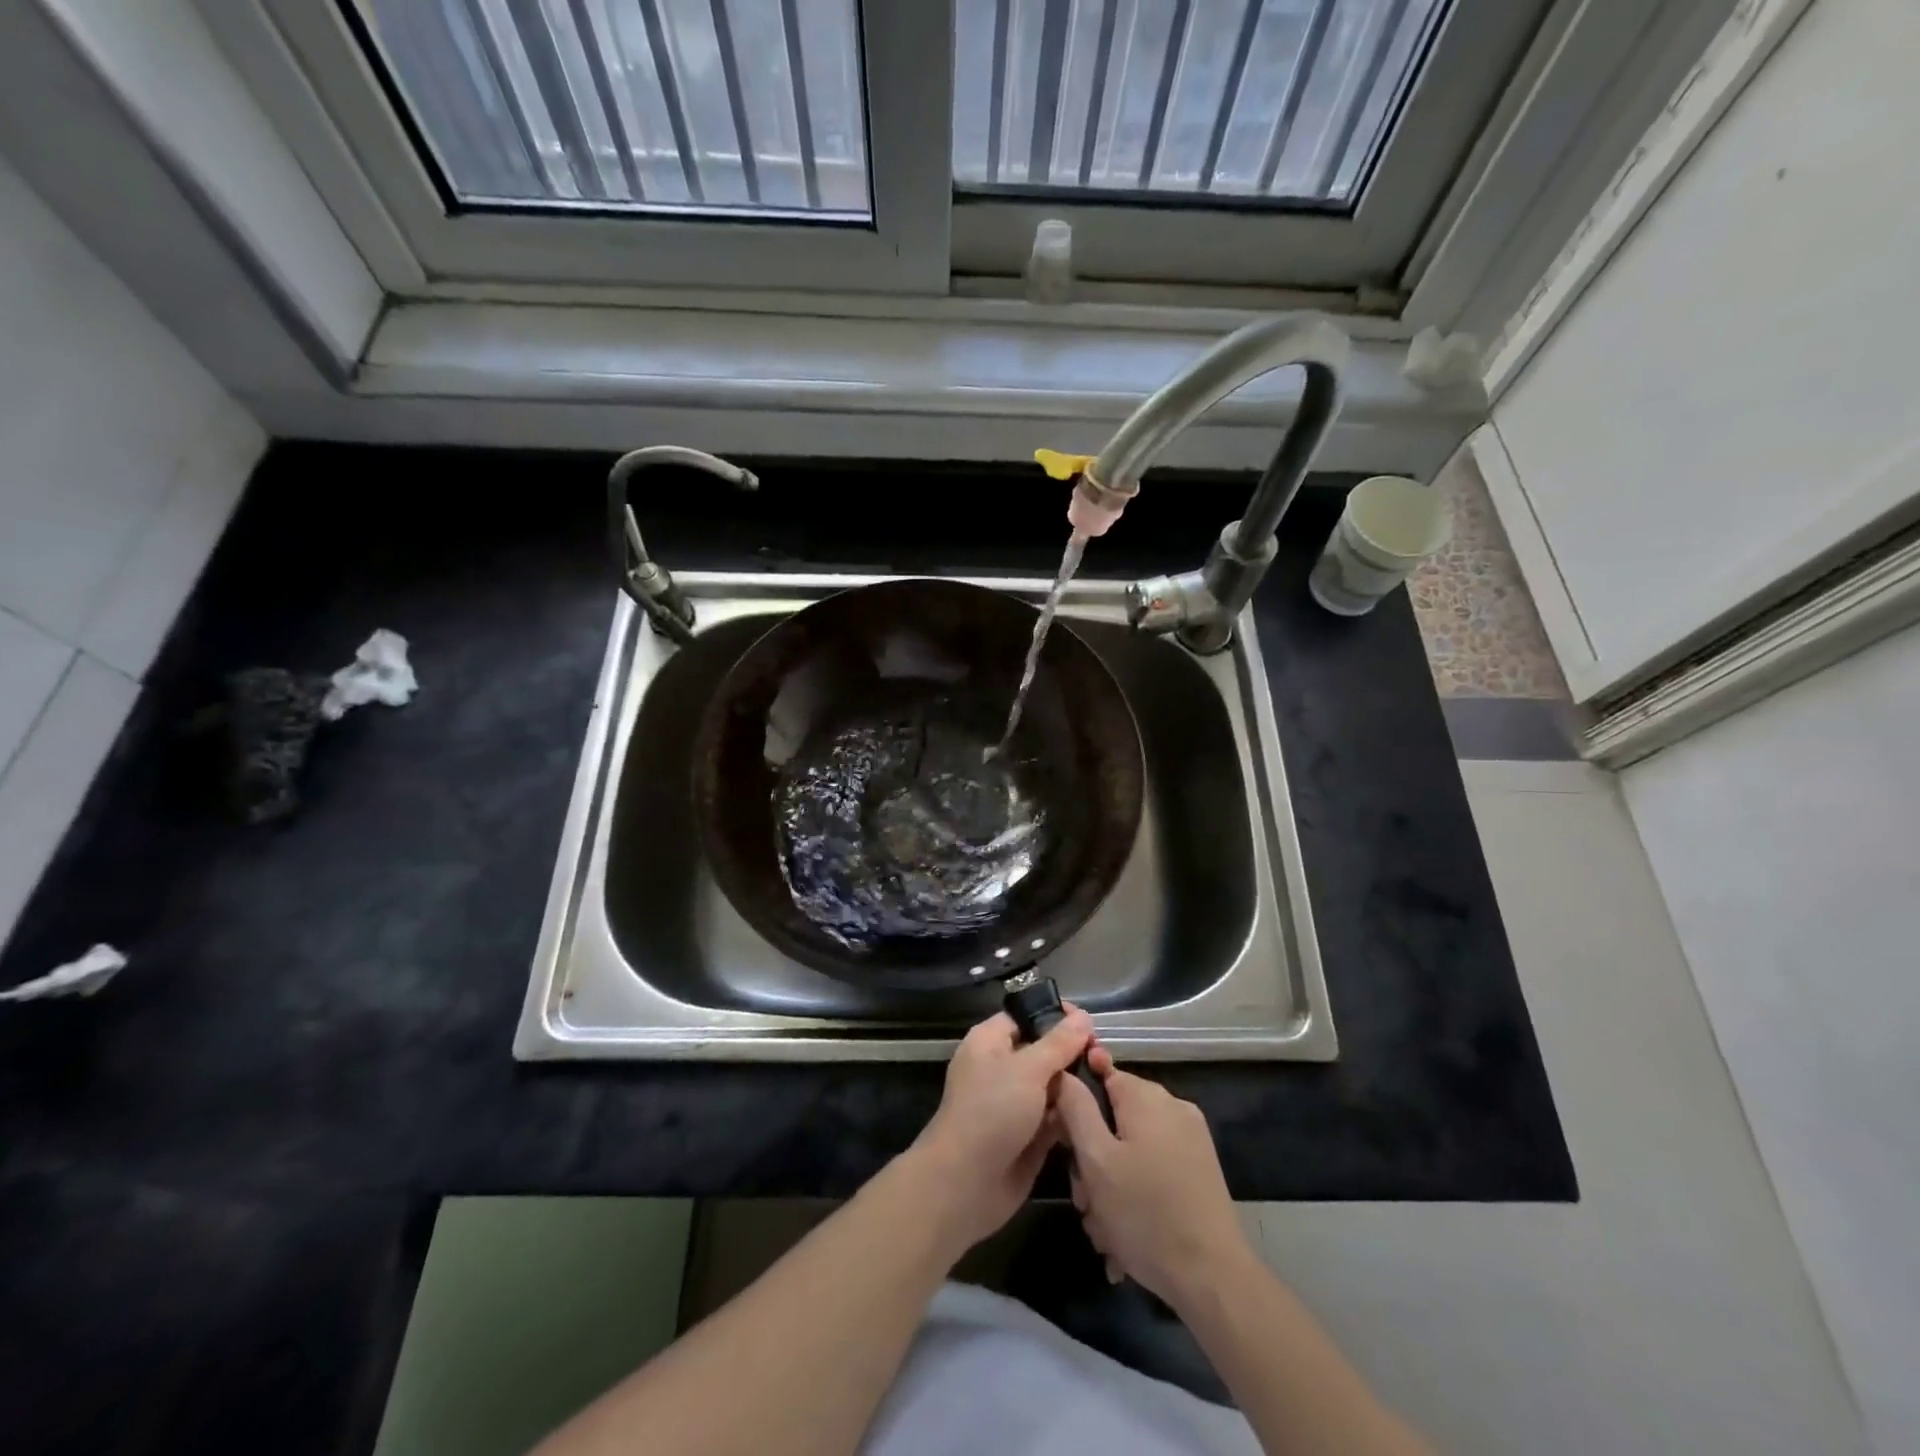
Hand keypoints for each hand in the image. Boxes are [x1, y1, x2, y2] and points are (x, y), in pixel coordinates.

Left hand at [907, 1006, 1094, 1250]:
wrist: (966, 1184)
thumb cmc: (991, 1112)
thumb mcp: (1027, 1069)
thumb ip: (1058, 1044)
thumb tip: (1083, 1017)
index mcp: (991, 1042)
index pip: (1026, 1016)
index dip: (1055, 1015)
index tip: (1089, 1023)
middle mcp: (1002, 1068)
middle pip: (1044, 1051)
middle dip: (1073, 1054)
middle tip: (1104, 1058)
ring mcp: (1016, 1104)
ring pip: (1054, 1086)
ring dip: (1077, 1087)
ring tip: (1108, 1083)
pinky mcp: (1029, 1135)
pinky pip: (1056, 1117)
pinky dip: (1074, 1116)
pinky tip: (1100, 1114)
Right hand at [1053, 1048, 1255, 1307]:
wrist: (1213, 1279)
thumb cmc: (1145, 1214)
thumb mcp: (1096, 1159)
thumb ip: (1076, 1108)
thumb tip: (1064, 1073)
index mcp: (1147, 1097)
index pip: (1100, 1075)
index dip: (1076, 1106)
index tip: (1065, 1142)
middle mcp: (1172, 1108)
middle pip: (1114, 1119)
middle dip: (1092, 1160)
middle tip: (1085, 1201)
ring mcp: (1190, 1141)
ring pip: (1131, 1150)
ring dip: (1111, 1187)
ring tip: (1105, 1232)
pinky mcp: (1199, 1172)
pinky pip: (1152, 1170)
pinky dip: (1135, 1196)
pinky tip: (1126, 1239)